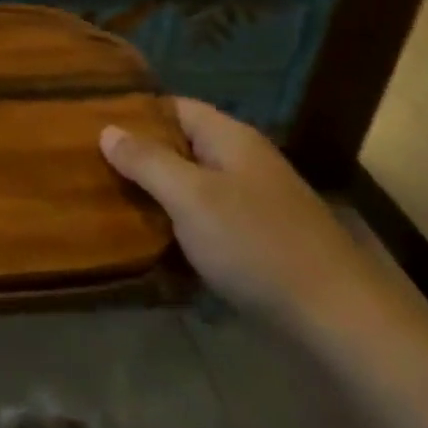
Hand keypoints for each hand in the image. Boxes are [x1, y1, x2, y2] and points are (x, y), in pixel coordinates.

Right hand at [100, 100, 387, 337]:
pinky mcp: (257, 242)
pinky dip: (178, 225)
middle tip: (90, 166)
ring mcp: (253, 204)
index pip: (174, 107)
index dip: (135, 113)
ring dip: (156, 193)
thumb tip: (107, 129)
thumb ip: (147, 160)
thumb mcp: (191, 197)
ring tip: (108, 201)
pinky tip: (149, 241)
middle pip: (181, 146)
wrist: (338, 321)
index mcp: (230, 139)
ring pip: (191, 186)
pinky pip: (206, 220)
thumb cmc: (256, 244)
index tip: (91, 125)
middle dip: (139, 156)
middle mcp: (243, 163)